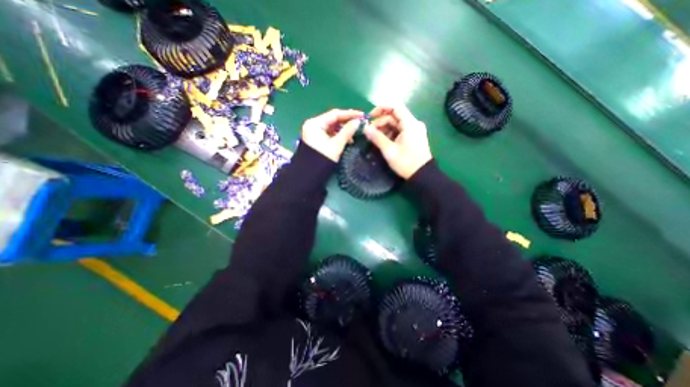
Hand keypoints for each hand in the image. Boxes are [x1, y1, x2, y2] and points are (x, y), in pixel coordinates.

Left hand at [303, 109, 365, 161]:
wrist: (310, 174)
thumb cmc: (322, 158)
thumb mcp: (336, 145)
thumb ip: (347, 132)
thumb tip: (358, 122)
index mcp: (315, 123)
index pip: (334, 114)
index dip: (349, 114)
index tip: (362, 115)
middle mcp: (313, 125)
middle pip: (333, 120)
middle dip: (347, 122)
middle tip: (360, 124)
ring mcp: (315, 132)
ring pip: (333, 127)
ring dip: (344, 130)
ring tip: (355, 134)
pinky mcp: (318, 139)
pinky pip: (330, 134)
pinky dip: (339, 135)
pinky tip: (348, 140)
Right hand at [362, 104, 429, 178]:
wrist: (422, 175)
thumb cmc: (406, 163)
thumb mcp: (389, 151)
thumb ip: (377, 138)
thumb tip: (365, 128)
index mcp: (410, 124)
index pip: (395, 107)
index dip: (381, 108)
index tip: (370, 117)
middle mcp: (414, 123)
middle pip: (394, 116)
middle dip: (380, 122)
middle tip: (369, 133)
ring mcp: (414, 130)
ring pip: (396, 123)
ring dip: (384, 128)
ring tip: (375, 138)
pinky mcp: (414, 136)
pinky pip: (400, 130)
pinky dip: (390, 133)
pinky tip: (383, 141)